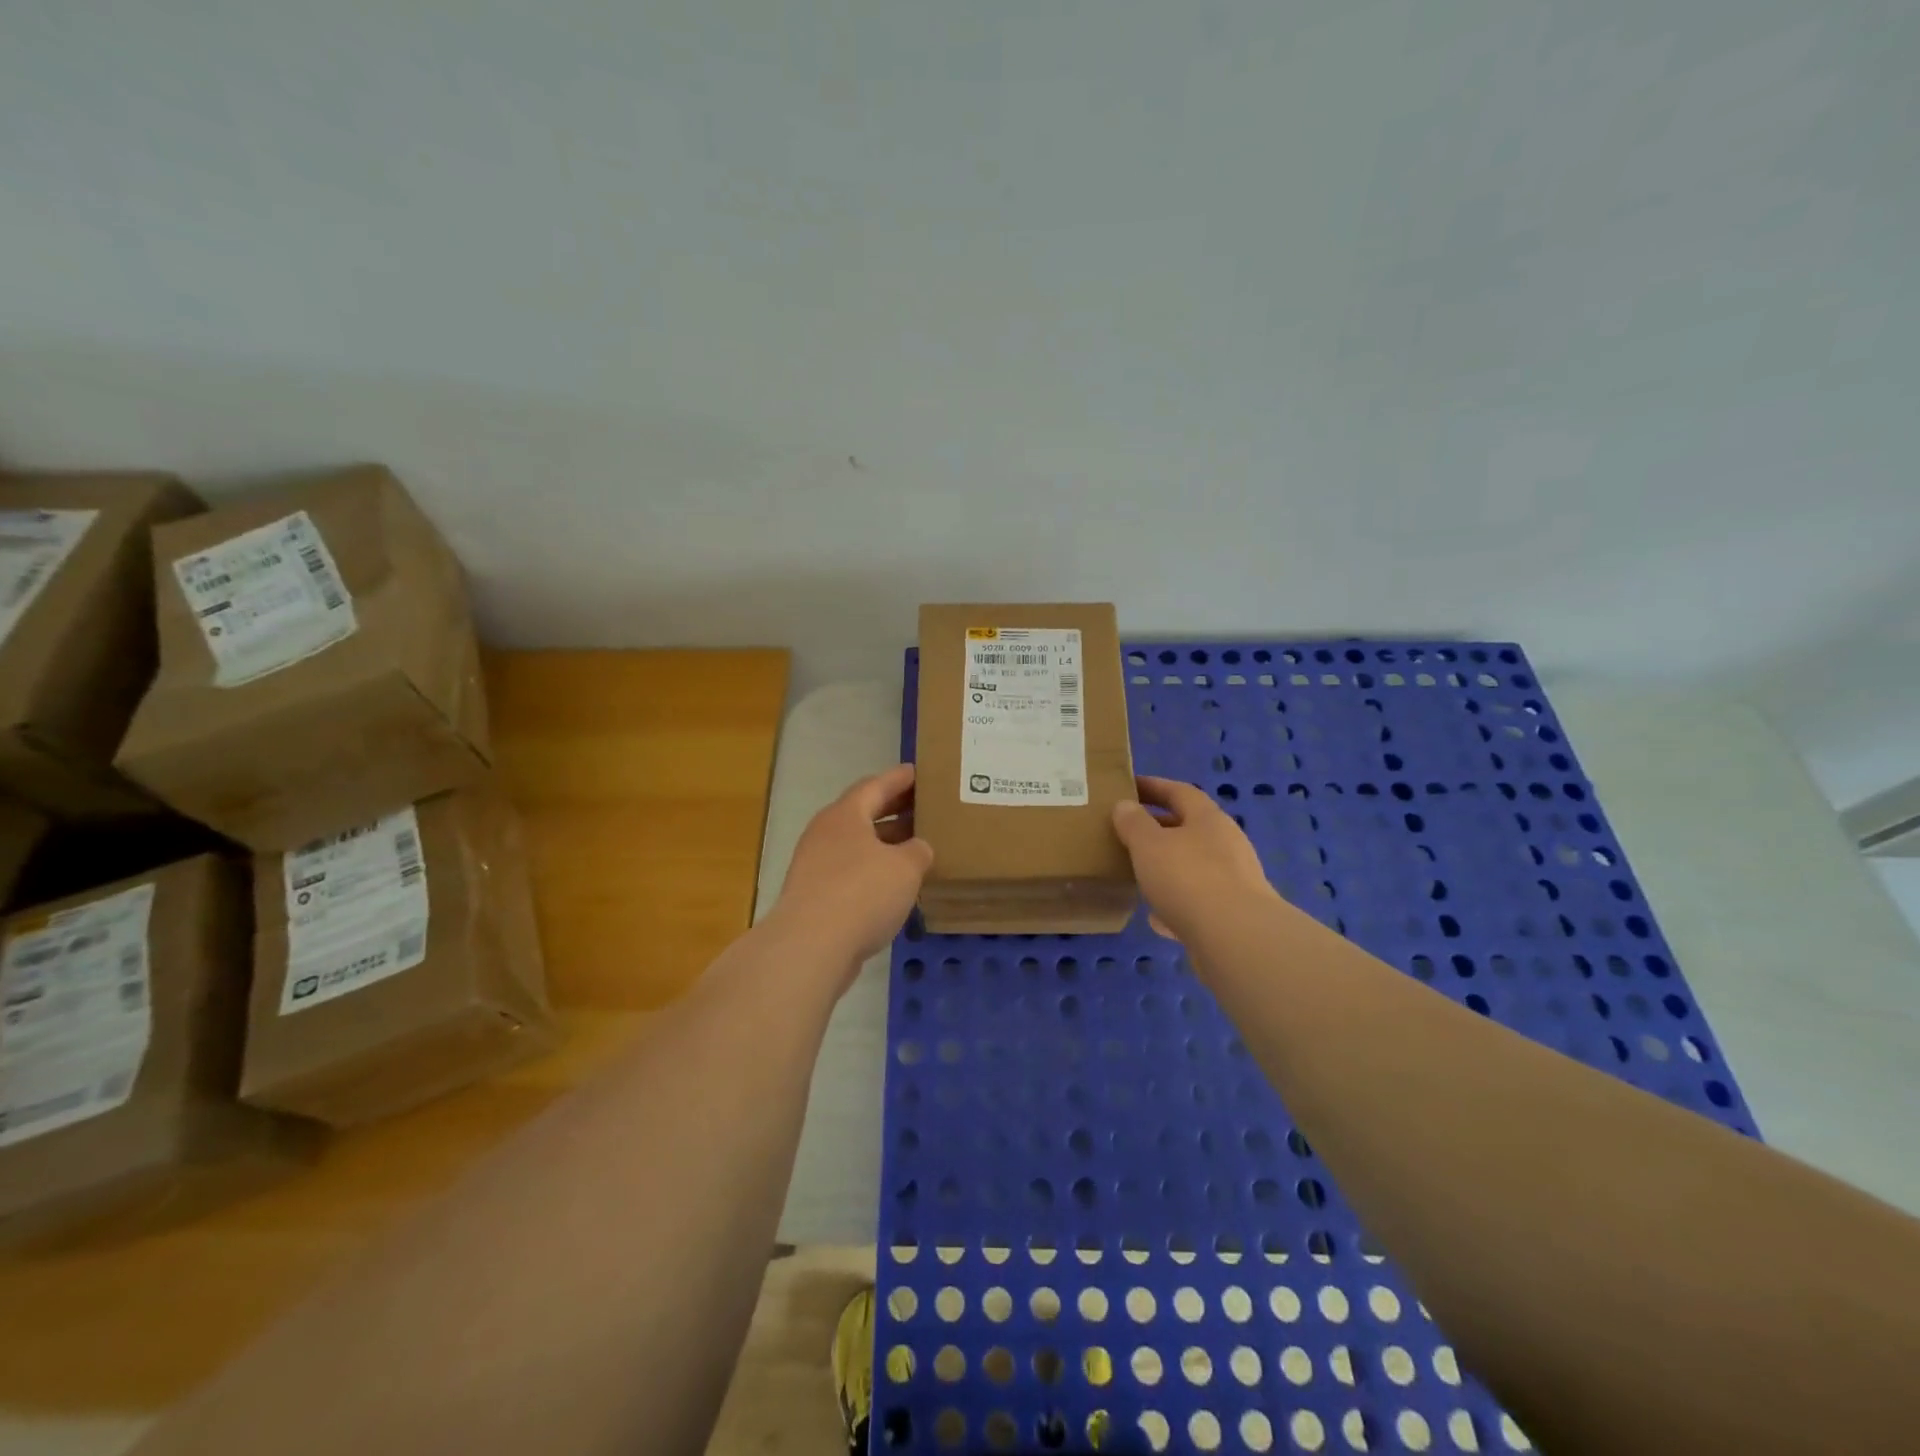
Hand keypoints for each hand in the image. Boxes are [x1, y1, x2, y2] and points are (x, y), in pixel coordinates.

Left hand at [768, 764, 933, 982]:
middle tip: (922, 807)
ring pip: (856, 845)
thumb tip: (917, 849)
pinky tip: (894, 886)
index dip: (898, 779)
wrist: (810, 947)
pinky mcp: (814, 896)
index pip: (875, 785)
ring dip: (884, 844)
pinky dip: (873, 872)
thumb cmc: (862, 893)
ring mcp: (815, 865)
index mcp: (845, 815)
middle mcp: (825, 833)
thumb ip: (918, 851)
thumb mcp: (905, 867)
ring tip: (914, 847)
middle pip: (862, 814)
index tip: (917, 772)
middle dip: (893, 810)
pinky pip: (850, 873)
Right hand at [1112, 775, 1278, 942]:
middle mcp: (1226, 844)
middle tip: (1128, 832)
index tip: (1128, 786)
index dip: (1153, 787)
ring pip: (1194, 866)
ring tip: (1139, 874)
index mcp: (1208, 819)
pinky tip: (1157, 918)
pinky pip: (1198, 902)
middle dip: (1159, 828)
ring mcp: (1234, 881)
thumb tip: (1125, 805)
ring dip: (1168, 867)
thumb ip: (1134, 823)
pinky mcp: (1233, 915)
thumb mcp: (1149, 844)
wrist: (1235, 939)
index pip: (1179, 791)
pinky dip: (1176, 905)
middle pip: (1189, 828)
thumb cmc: (1188, 878)